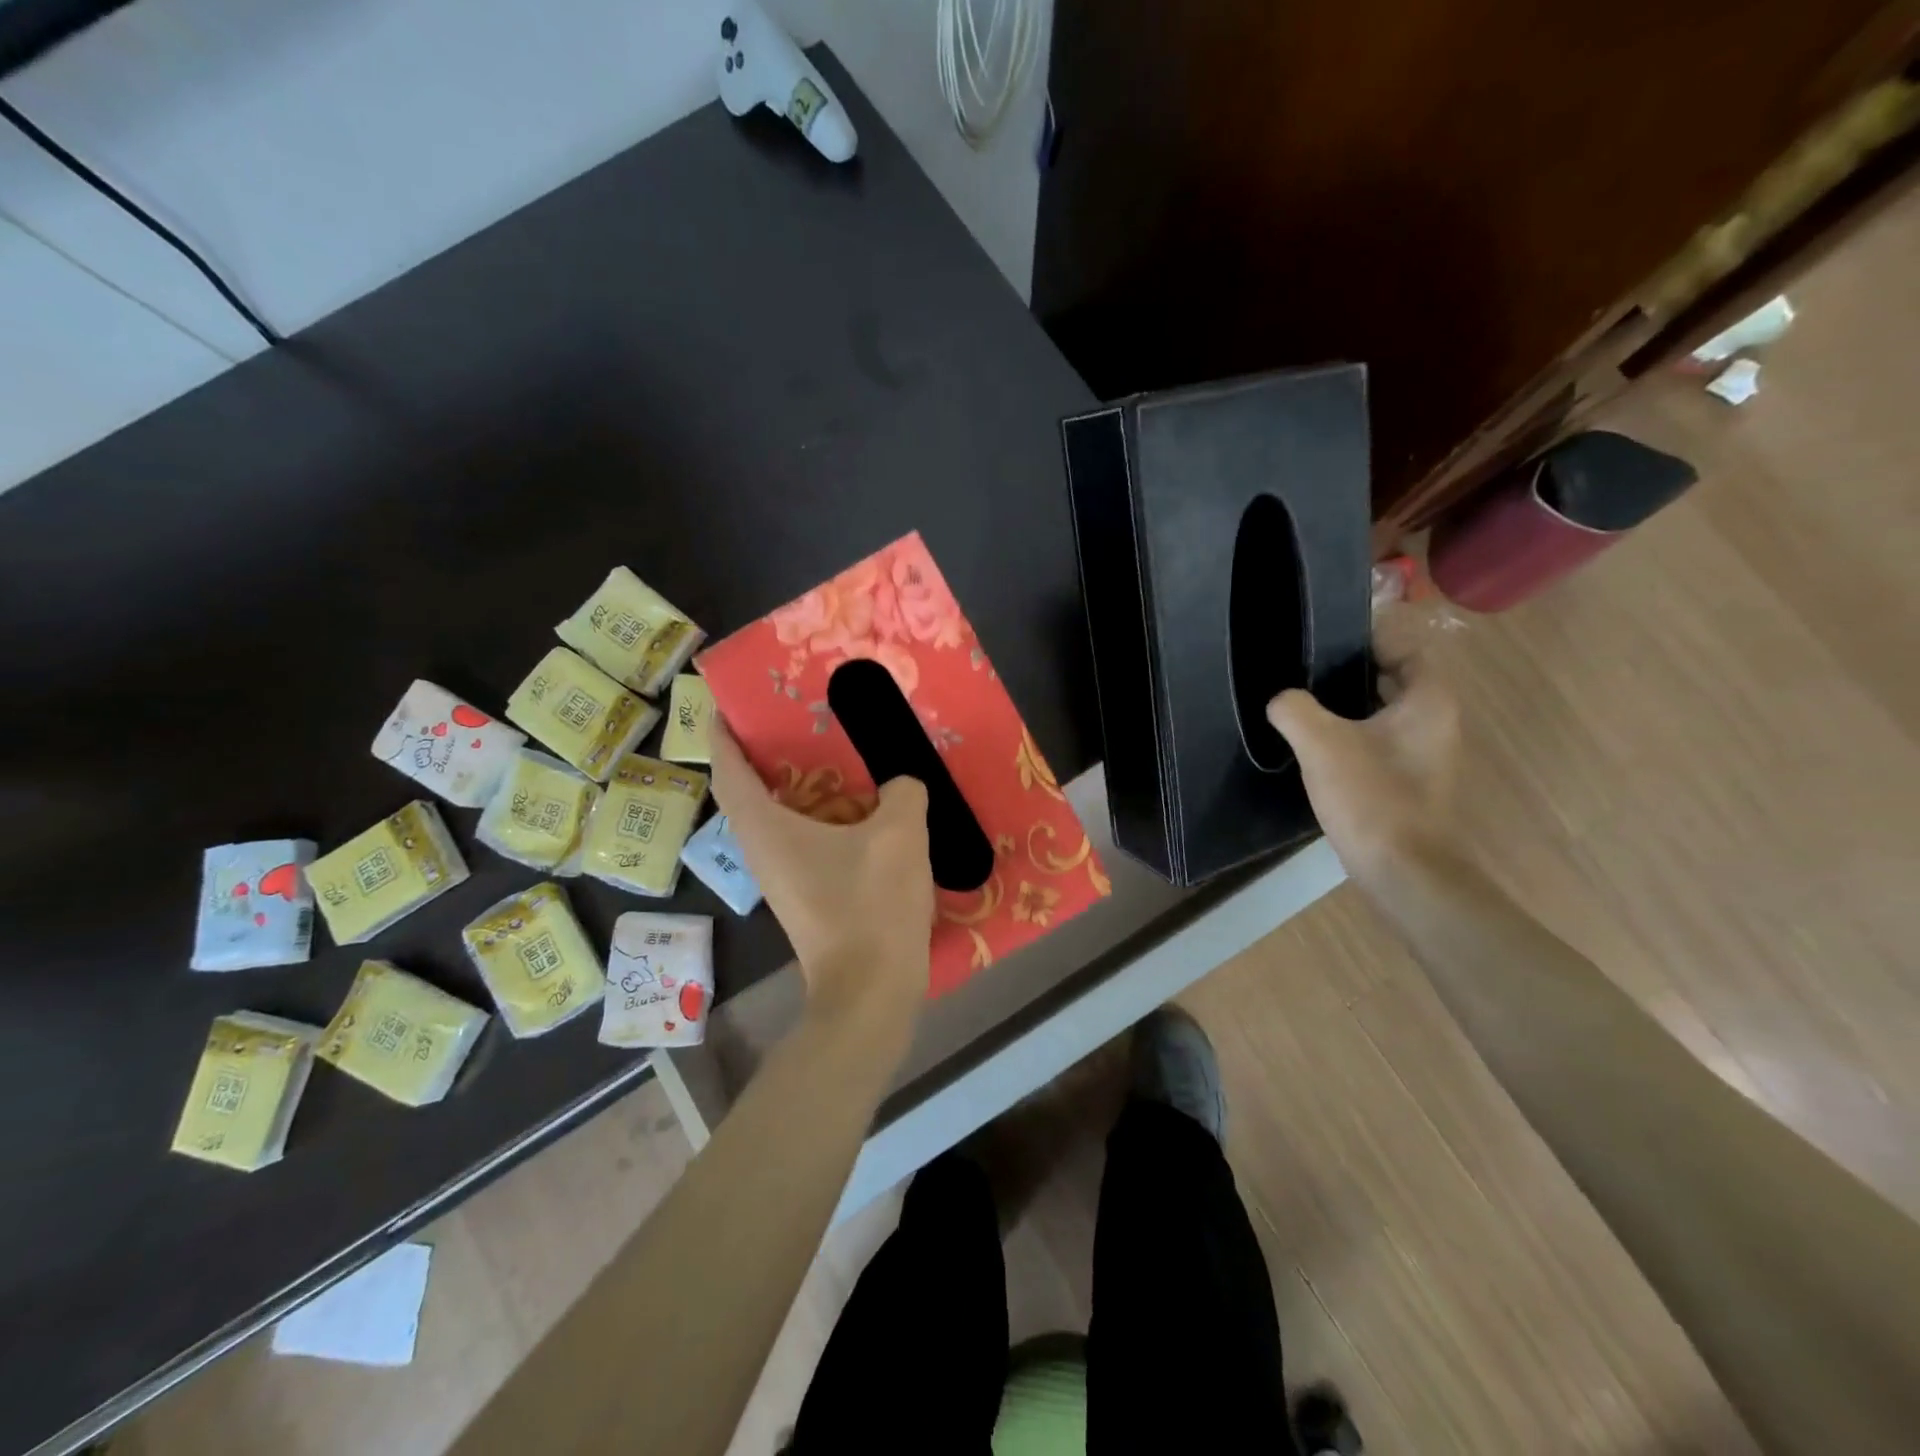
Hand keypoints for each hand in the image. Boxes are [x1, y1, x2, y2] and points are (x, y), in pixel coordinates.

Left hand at [708, 719, 934, 1025]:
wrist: (870, 992)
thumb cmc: (871, 905)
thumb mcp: (899, 834)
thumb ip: (902, 793)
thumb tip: (901, 786)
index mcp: (767, 829)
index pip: (728, 772)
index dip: (722, 736)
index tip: (728, 706)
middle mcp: (764, 852)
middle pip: (751, 793)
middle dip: (766, 755)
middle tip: (797, 722)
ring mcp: (784, 878)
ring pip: (782, 819)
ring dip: (802, 788)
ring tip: (837, 757)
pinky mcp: (807, 897)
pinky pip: (806, 842)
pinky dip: (825, 818)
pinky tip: (864, 810)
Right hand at [1265, 614, 1460, 881]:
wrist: (1402, 870)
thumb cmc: (1372, 797)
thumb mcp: (1322, 744)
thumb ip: (1295, 709)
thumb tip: (1280, 700)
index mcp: (1428, 701)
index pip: (1407, 648)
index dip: (1371, 638)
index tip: (1326, 638)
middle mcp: (1434, 722)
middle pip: (1393, 679)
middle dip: (1351, 670)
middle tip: (1304, 667)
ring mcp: (1422, 754)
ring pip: (1382, 713)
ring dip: (1347, 705)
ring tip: (1301, 701)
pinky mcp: (1406, 781)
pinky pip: (1376, 742)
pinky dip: (1350, 734)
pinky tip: (1313, 744)